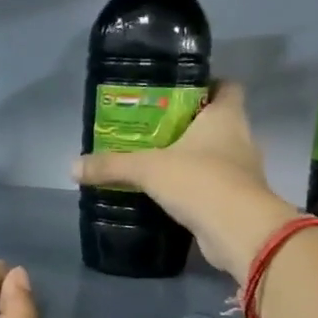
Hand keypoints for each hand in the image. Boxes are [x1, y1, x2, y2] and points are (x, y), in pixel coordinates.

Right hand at [73, 83, 298, 282]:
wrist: (239, 232)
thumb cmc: (200, 182)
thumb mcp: (148, 170)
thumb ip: (113, 166)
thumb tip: (74, 167)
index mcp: (226, 116)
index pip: (227, 86)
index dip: (207, 85)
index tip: (179, 94)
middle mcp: (241, 138)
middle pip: (218, 122)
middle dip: (190, 126)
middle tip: (155, 131)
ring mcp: (244, 172)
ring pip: (217, 156)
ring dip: (194, 160)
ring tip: (159, 164)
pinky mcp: (238, 201)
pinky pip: (215, 187)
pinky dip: (196, 189)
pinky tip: (171, 196)